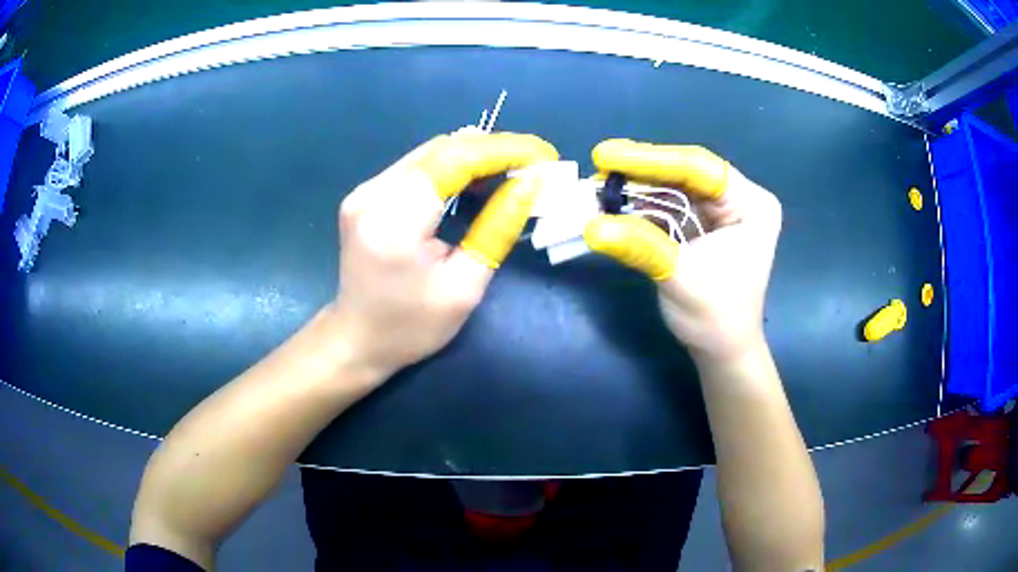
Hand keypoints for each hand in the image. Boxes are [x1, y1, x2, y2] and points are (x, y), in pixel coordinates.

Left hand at [330, 131, 558, 380]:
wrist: (358, 339)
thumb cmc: (413, 326)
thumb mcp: (465, 286)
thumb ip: (498, 228)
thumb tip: (530, 183)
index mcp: (394, 222)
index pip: (454, 161)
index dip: (503, 150)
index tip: (544, 154)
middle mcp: (373, 195)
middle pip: (441, 150)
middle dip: (494, 149)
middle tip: (535, 160)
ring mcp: (364, 191)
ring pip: (429, 153)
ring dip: (475, 154)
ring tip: (514, 167)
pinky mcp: (365, 194)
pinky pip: (417, 167)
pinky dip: (452, 166)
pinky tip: (477, 176)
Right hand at [584, 139, 781, 361]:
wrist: (722, 351)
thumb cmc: (715, 318)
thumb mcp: (680, 279)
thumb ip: (641, 247)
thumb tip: (591, 227)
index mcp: (751, 205)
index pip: (699, 169)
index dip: (651, 159)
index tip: (607, 153)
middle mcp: (739, 199)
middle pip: (685, 172)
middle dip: (641, 171)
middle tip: (599, 163)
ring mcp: (722, 211)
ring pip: (675, 186)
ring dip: (638, 186)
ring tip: (600, 183)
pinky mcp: (704, 224)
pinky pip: (671, 205)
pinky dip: (643, 205)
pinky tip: (616, 202)